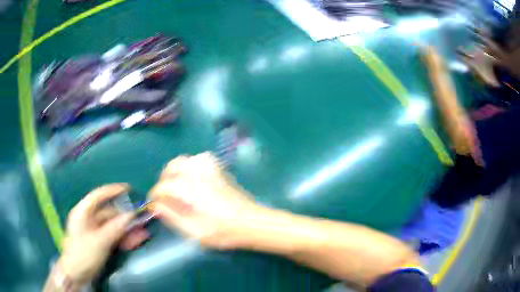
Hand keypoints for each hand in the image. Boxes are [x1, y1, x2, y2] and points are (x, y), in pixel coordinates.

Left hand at [57, 184, 138, 284]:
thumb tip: (131, 215)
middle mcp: (89, 219)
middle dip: (125, 217)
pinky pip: (113, 236)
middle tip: (141, 219)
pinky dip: (124, 238)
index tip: (129, 189)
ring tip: (143, 233)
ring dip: (127, 229)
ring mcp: (94, 231)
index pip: (98, 196)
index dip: (113, 191)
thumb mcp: (100, 241)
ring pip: (113, 226)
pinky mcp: (100, 242)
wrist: (77, 274)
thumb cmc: (84, 254)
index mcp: (83, 212)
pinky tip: (136, 241)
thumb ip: (115, 228)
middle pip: (108, 213)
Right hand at [148, 152, 257, 248]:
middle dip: (165, 179)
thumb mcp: (194, 231)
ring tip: (177, 185)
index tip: (154, 204)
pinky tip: (194, 177)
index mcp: (190, 190)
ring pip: (186, 159)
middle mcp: (198, 175)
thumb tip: (156, 206)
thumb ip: (172, 217)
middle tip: (165, 194)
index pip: (164, 187)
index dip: (156, 195)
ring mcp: (210, 170)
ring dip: (177, 170)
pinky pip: (201, 159)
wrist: (251, 222)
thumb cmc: (223, 231)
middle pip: (172, 166)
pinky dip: (192, 164)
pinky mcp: (219, 170)